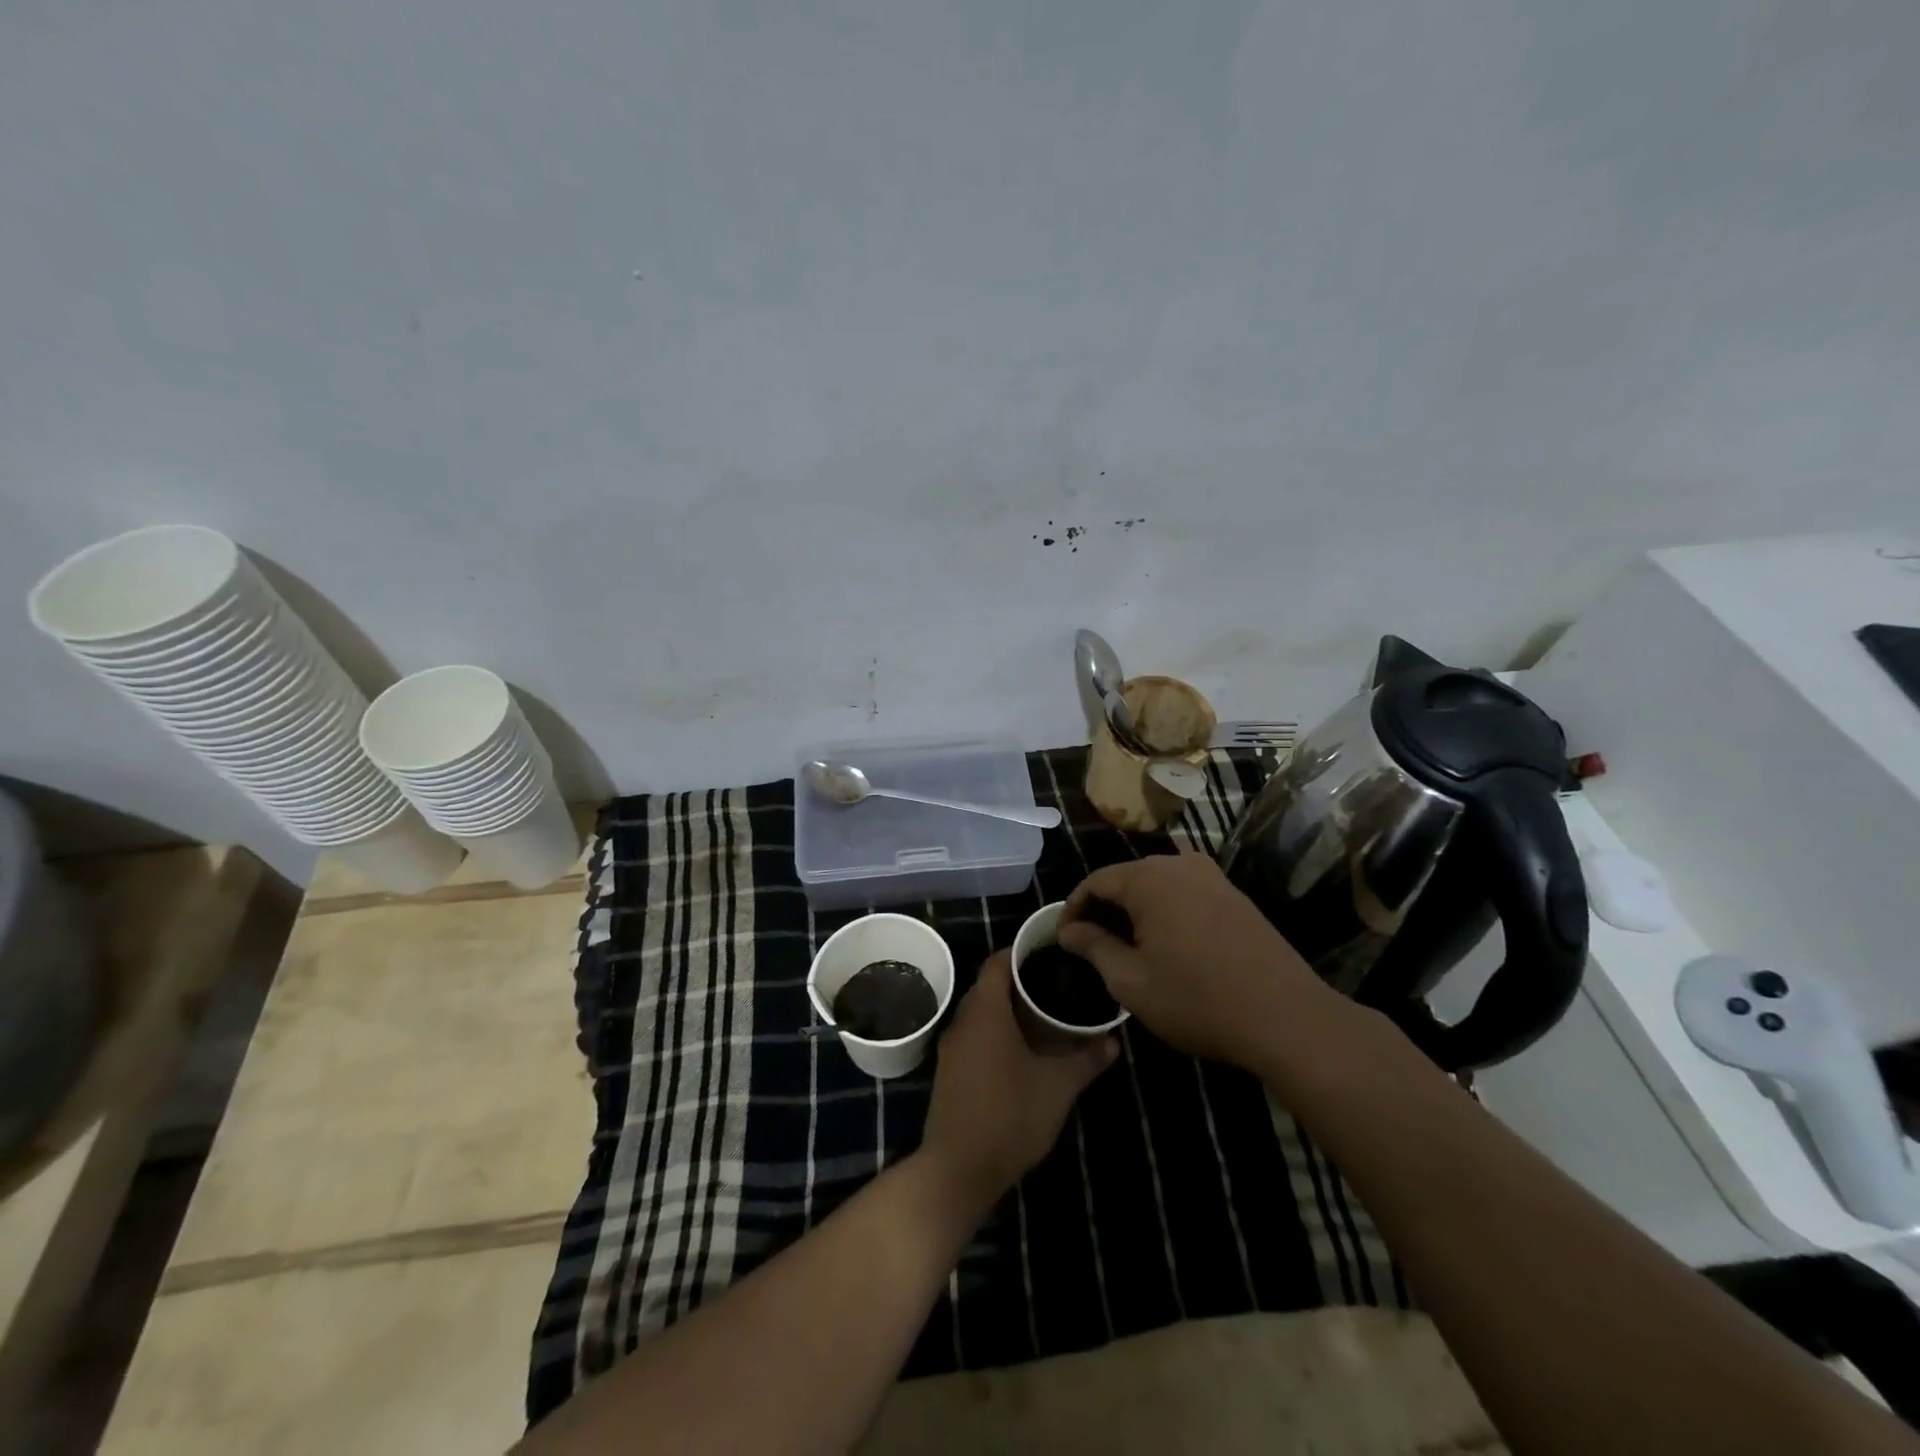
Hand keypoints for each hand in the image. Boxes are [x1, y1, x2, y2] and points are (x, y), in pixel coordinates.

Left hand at [919, 952, 1115, 1202]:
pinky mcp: (948, 1072)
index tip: (1048, 953)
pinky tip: (1019, 1050)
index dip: (1020, 953)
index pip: (997, 963)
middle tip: (1053, 985)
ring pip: (979, 1013)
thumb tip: (1113, 1040)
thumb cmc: (1010, 1116)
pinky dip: (994, 1032)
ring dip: (1006, 1010)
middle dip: (1017, 982)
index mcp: (985, 1011)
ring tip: (1042, 1015)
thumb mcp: (1057, 1087)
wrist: (957, 1170)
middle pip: (988, 986)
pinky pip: (973, 1036)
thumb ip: (1086, 1060)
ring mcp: (951, 1048)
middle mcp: (962, 1021)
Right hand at [1057, 853, 1340, 1067]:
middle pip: (1127, 877)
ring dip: (1136, 909)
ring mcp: (1212, 877)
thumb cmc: (1197, 999)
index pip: (1096, 881)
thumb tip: (1068, 931)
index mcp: (1148, 879)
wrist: (1286, 1017)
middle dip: (1104, 907)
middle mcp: (1179, 865)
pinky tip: (1167, 943)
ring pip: (1158, 884)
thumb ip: (1094, 948)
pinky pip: (1186, 892)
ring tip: (1126, 945)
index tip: (1063, 938)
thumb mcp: (1131, 981)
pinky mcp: (1234, 896)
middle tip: (1091, 944)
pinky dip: (1166, 910)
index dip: (1073, 908)